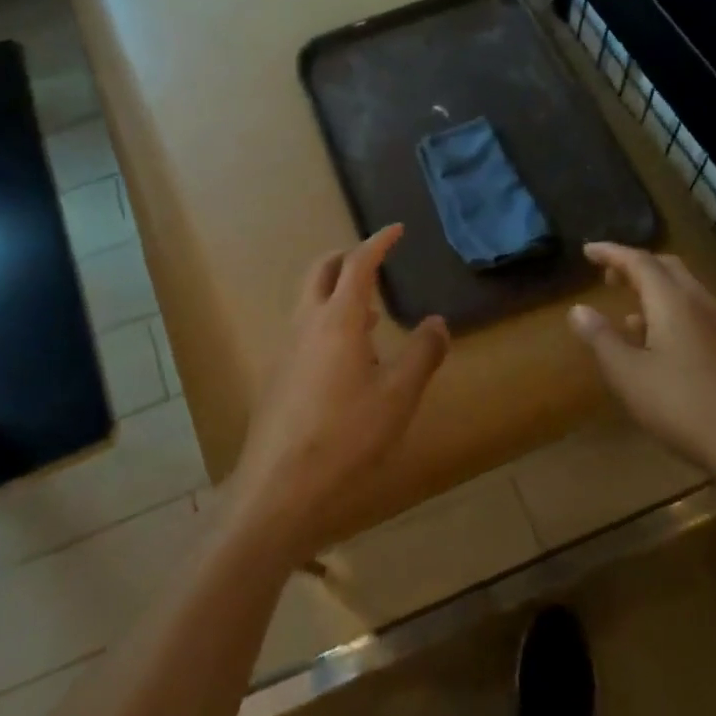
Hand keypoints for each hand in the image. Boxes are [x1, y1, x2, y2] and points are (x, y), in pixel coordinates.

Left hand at [228, 225, 449, 560]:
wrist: (279, 486)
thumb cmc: (347, 436)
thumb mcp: (398, 396)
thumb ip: (422, 354)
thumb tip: (438, 322)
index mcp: (338, 319)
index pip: (358, 264)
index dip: (378, 242)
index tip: (396, 229)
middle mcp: (306, 323)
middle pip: (321, 271)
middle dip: (347, 258)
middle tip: (373, 261)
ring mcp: (286, 348)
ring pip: (309, 301)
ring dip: (336, 293)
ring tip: (368, 313)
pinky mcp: (278, 374)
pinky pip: (304, 330)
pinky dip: (326, 322)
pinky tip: (345, 359)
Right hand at [567, 242, 715, 502]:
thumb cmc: (684, 407)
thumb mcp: (628, 375)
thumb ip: (601, 338)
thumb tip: (578, 309)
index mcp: (673, 302)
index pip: (639, 261)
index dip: (611, 252)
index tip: (587, 251)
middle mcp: (701, 304)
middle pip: (667, 268)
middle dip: (635, 265)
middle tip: (608, 275)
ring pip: (685, 291)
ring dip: (654, 290)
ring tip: (628, 311)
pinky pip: (697, 314)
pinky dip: (671, 312)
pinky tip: (659, 345)